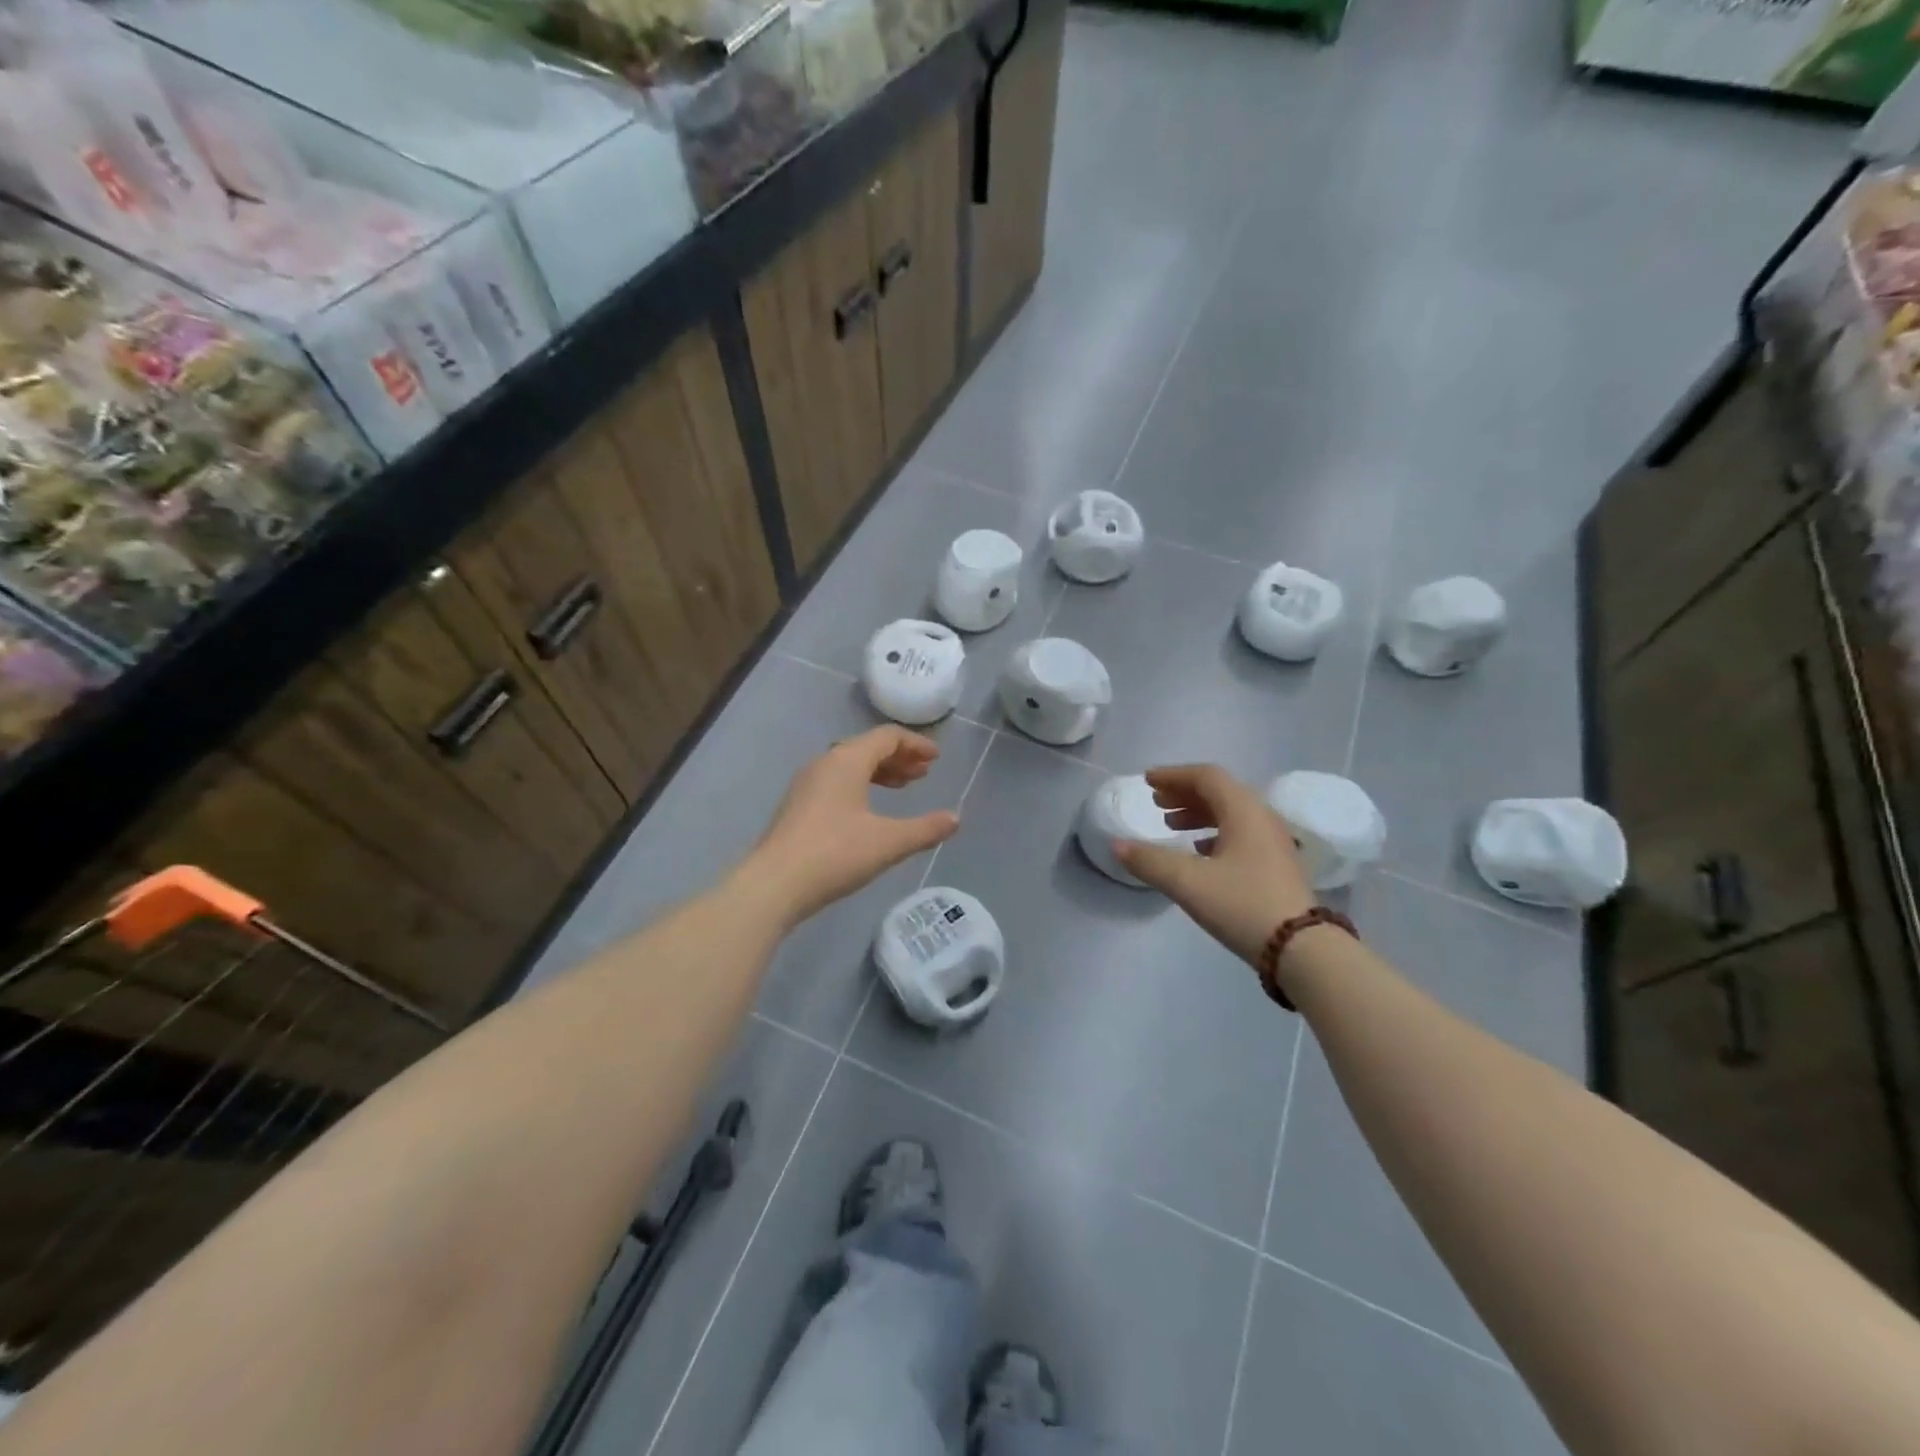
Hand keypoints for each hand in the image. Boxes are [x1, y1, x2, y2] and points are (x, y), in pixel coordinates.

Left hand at [743, 726, 959, 924]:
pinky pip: (836, 781)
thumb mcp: (889, 842)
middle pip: (867, 747)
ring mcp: (807, 783)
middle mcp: (825, 762)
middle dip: (899, 757)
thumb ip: (926, 829)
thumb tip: (955, 819)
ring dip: (880, 771)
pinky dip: (861, 785)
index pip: (887, 736)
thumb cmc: (835, 854)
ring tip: (903, 787)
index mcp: (847, 760)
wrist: (774, 884)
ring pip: (850, 765)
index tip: (937, 758)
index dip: (916, 744)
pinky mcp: (798, 805)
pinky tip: (869, 810)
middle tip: (924, 773)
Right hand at [1113, 764, 1316, 969]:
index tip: (1148, 781)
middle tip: (1157, 802)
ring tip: (1171, 825)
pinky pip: (1241, 834)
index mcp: (1244, 811)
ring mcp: (1274, 843)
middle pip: (1220, 792)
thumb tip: (1117, 845)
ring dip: (1198, 814)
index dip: (1175, 775)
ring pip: (1231, 814)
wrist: (1303, 950)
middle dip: (1185, 793)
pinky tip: (1200, 852)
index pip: (1207, 777)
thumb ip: (1150, 861)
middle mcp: (1262, 819)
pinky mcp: (1277, 866)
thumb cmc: (1243, 905)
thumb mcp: (1188, 883)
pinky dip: (1214, 833)